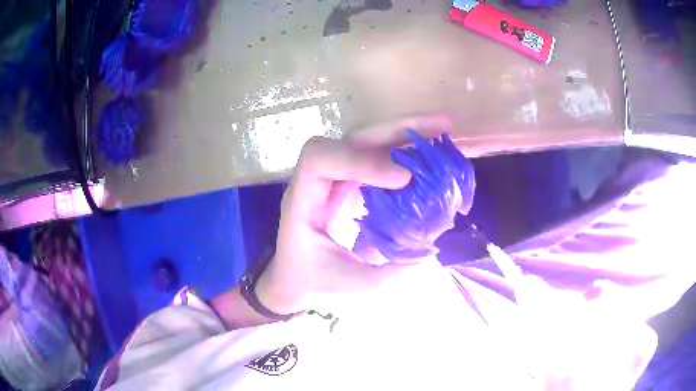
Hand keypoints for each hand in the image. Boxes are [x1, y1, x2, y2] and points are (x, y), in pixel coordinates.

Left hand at [255, 116, 452, 314]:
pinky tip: (432, 154)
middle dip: (398, 130)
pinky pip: (379, 159)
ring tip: (444, 130)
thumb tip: (430, 249)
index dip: (360, 160)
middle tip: (442, 126)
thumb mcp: (351, 286)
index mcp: (303, 201)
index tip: (402, 179)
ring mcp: (338, 179)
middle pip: (353, 139)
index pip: (319, 159)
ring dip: (407, 134)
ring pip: (369, 142)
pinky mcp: (354, 184)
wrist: (296, 281)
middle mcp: (319, 181)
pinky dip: (407, 152)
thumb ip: (390, 273)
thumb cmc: (313, 283)